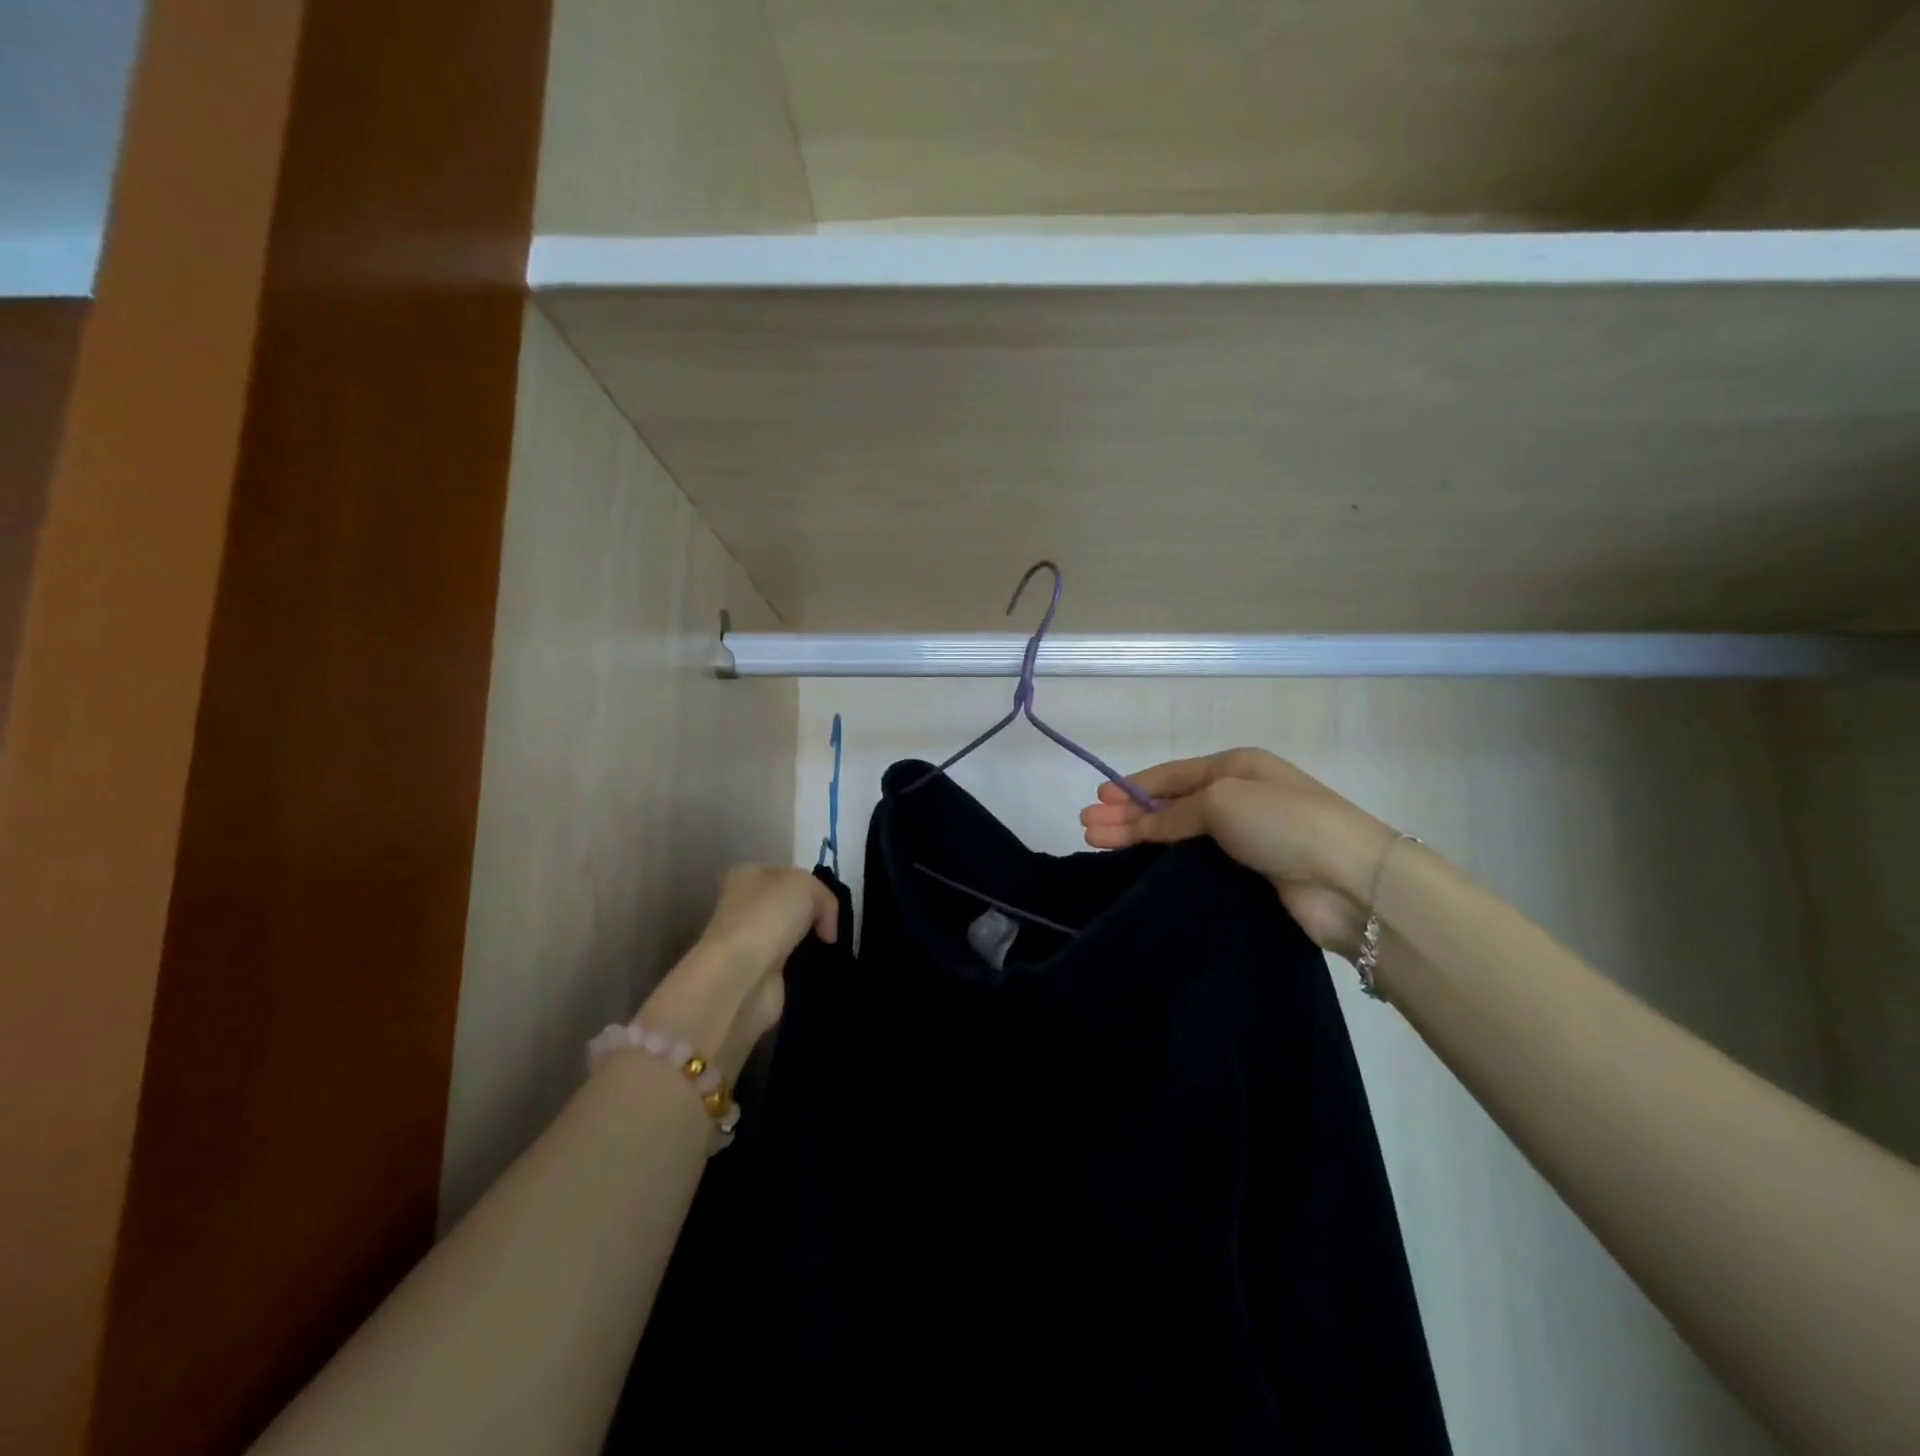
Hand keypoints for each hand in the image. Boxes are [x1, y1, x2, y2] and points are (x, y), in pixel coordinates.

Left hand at [635, 865, 837, 1074]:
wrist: (741, 976)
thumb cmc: (768, 916)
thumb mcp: (807, 885)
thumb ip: (825, 898)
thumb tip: (827, 931)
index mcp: (748, 875)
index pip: (789, 875)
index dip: (813, 886)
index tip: (832, 905)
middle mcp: (745, 906)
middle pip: (792, 907)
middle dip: (815, 918)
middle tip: (835, 929)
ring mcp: (750, 943)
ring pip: (794, 937)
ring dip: (813, 945)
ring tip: (834, 950)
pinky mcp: (759, 975)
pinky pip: (793, 966)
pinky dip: (808, 969)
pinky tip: (822, 969)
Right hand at [1080, 748, 1396, 957]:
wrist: (1349, 880)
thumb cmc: (1282, 822)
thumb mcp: (1221, 801)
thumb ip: (1174, 813)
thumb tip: (1142, 823)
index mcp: (1235, 767)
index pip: (1172, 774)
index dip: (1132, 786)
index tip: (1098, 799)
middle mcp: (1239, 797)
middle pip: (1170, 804)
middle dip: (1126, 814)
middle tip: (1086, 828)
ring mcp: (1246, 837)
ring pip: (1179, 835)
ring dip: (1138, 837)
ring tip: (1097, 844)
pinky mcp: (1251, 874)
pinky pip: (1196, 862)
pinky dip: (1166, 862)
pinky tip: (1139, 868)